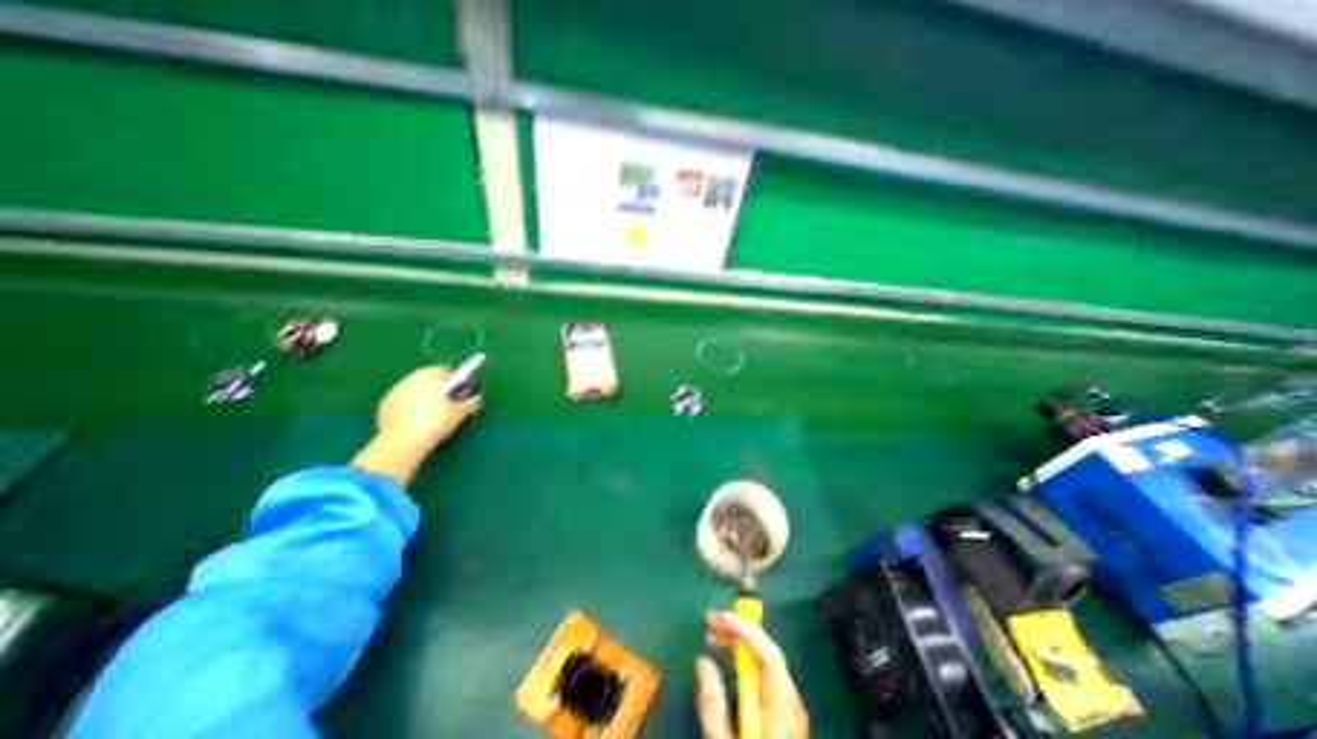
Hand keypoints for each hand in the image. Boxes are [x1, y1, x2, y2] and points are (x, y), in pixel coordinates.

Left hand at [371, 365, 482, 449]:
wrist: (402, 441)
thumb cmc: (436, 422)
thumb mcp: (460, 413)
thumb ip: (471, 402)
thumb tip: (477, 399)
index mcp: (433, 375)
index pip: (450, 371)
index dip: (460, 380)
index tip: (465, 392)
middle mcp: (414, 377)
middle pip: (432, 377)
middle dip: (442, 386)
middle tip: (451, 401)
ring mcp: (397, 389)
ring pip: (417, 387)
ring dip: (426, 394)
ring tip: (434, 412)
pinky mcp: (386, 402)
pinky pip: (405, 399)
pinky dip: (412, 404)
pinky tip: (418, 419)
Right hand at [692, 610, 807, 738]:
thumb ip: (713, 706)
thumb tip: (703, 659)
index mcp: (781, 715)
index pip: (769, 658)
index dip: (746, 631)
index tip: (720, 618)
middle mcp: (792, 706)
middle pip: (770, 654)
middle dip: (740, 630)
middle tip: (711, 622)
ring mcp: (792, 710)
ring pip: (769, 660)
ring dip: (743, 642)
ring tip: (715, 636)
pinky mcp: (786, 714)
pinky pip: (768, 673)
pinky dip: (748, 658)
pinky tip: (731, 658)